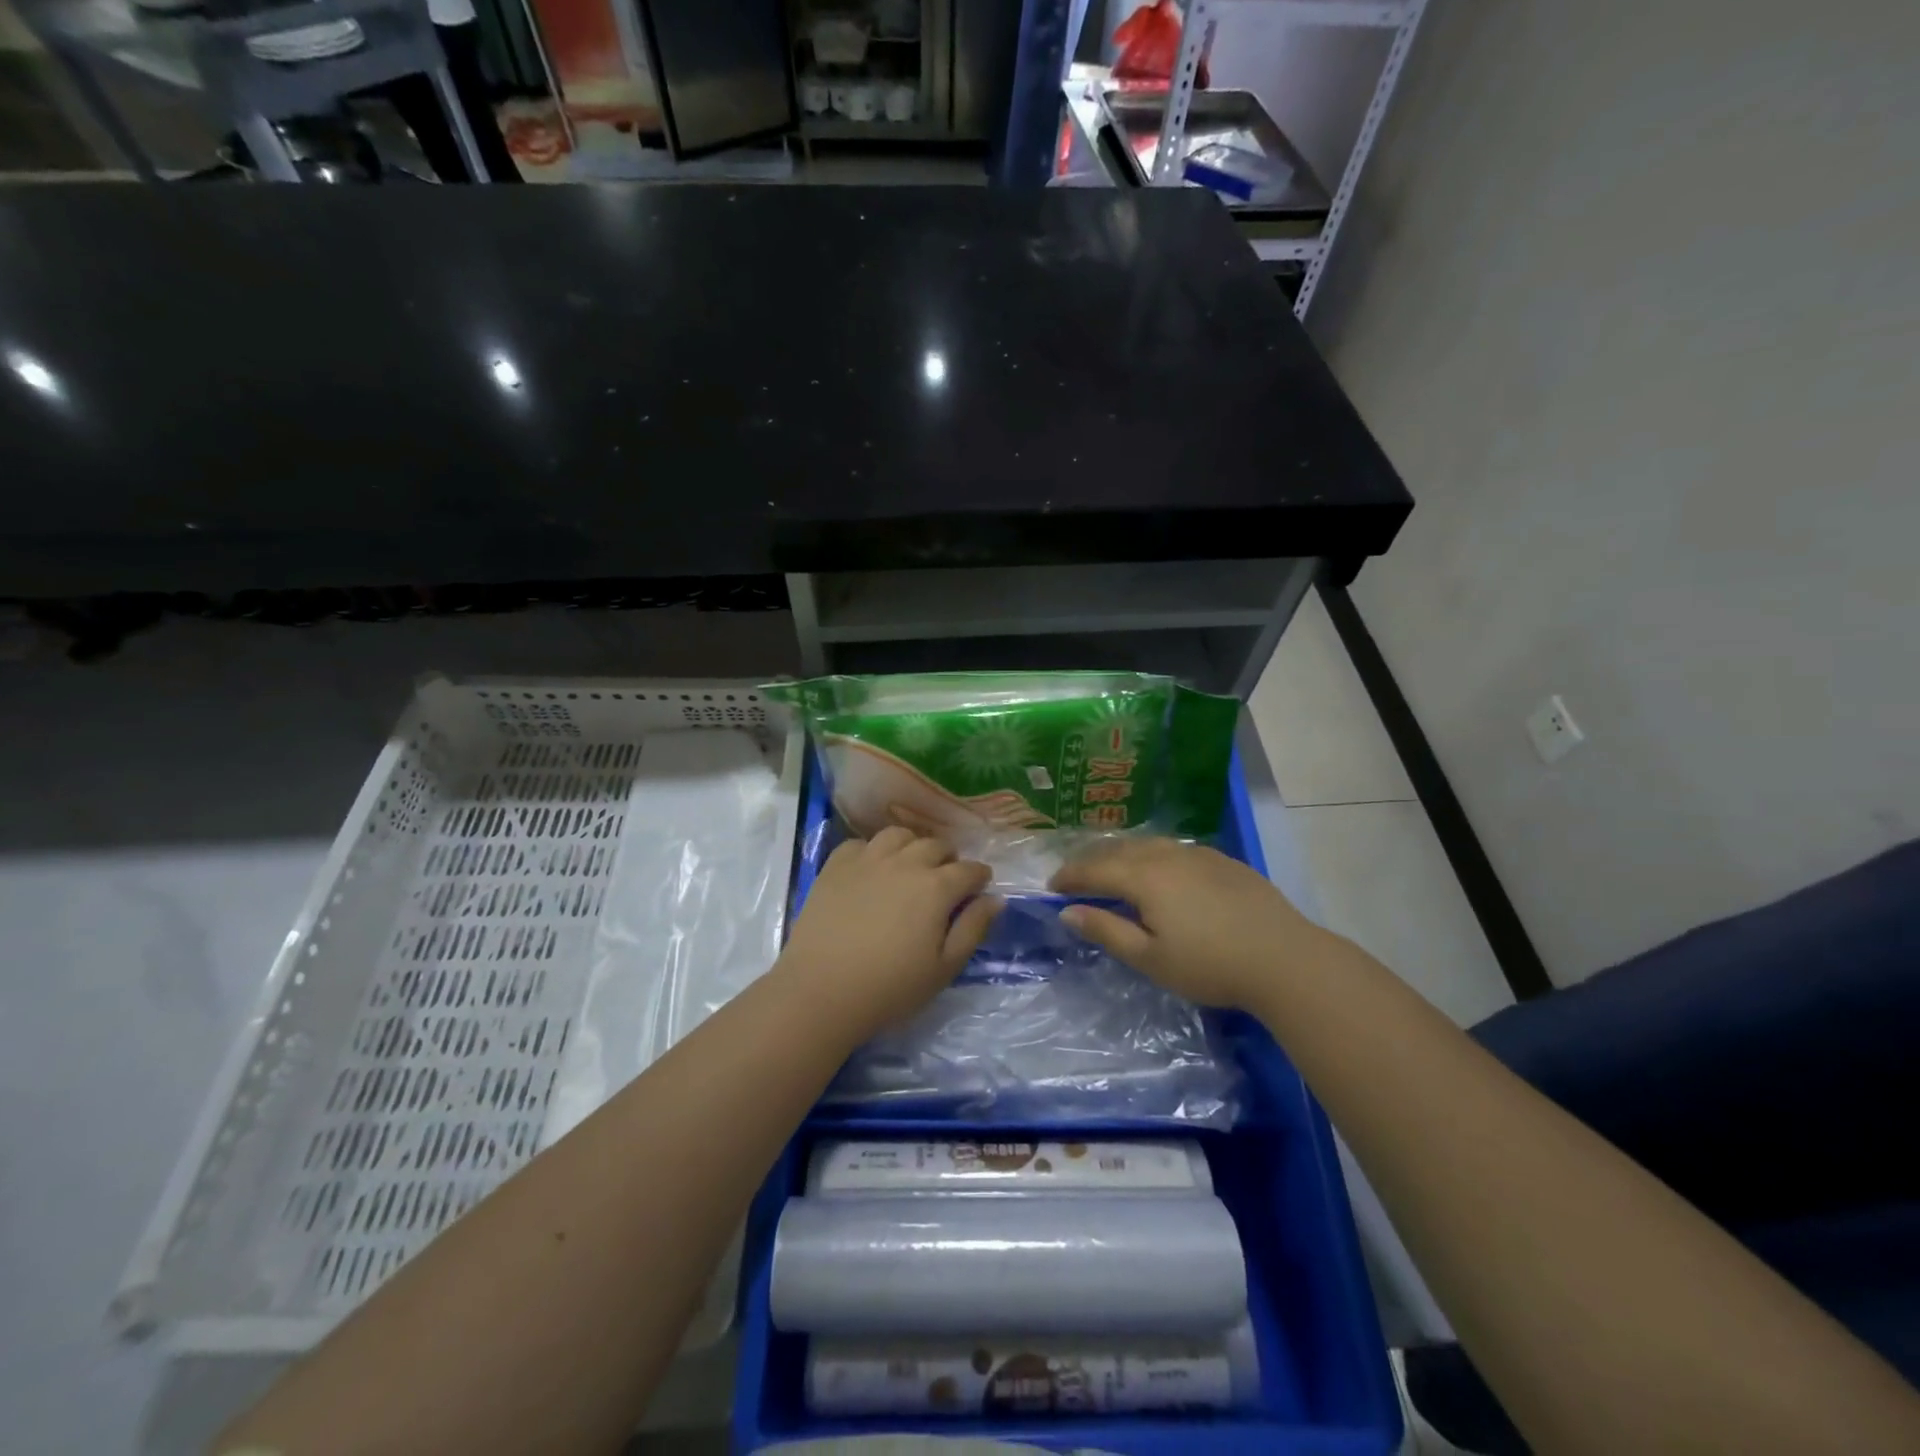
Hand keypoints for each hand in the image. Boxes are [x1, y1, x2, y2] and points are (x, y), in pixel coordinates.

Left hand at [779, 827, 999, 1041]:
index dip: (979, 877)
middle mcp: (905, 862)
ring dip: (912, 846)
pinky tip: (871, 870)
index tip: (979, 887)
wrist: (821, 991)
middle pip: (936, 845)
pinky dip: (873, 851)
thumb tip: (995, 898)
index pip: (969, 870)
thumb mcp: (944, 968)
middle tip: (946, 880)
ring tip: (910, 866)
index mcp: (936, 887)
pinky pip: (861, 843)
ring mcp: (867, 859)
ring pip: (899, 835)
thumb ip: (973, 928)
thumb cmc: (890, 988)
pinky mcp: (836, 865)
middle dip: (948, 859)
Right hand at [1051, 837, 1336, 1009]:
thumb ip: (1106, 930)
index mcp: (1144, 876)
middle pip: (1119, 850)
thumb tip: (1067, 911)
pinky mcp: (1223, 861)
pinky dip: (1153, 855)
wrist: (1285, 959)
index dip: (1070, 876)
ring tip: (1112, 869)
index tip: (1051, 887)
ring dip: (1122, 854)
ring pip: (1148, 845)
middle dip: (1092, 861)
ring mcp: (1198, 854)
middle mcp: (1167, 855)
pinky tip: (1160, 870)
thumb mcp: (1149, 958)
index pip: (1094, 868)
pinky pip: (1174, 849)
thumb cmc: (1210, 965)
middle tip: (1075, 876)